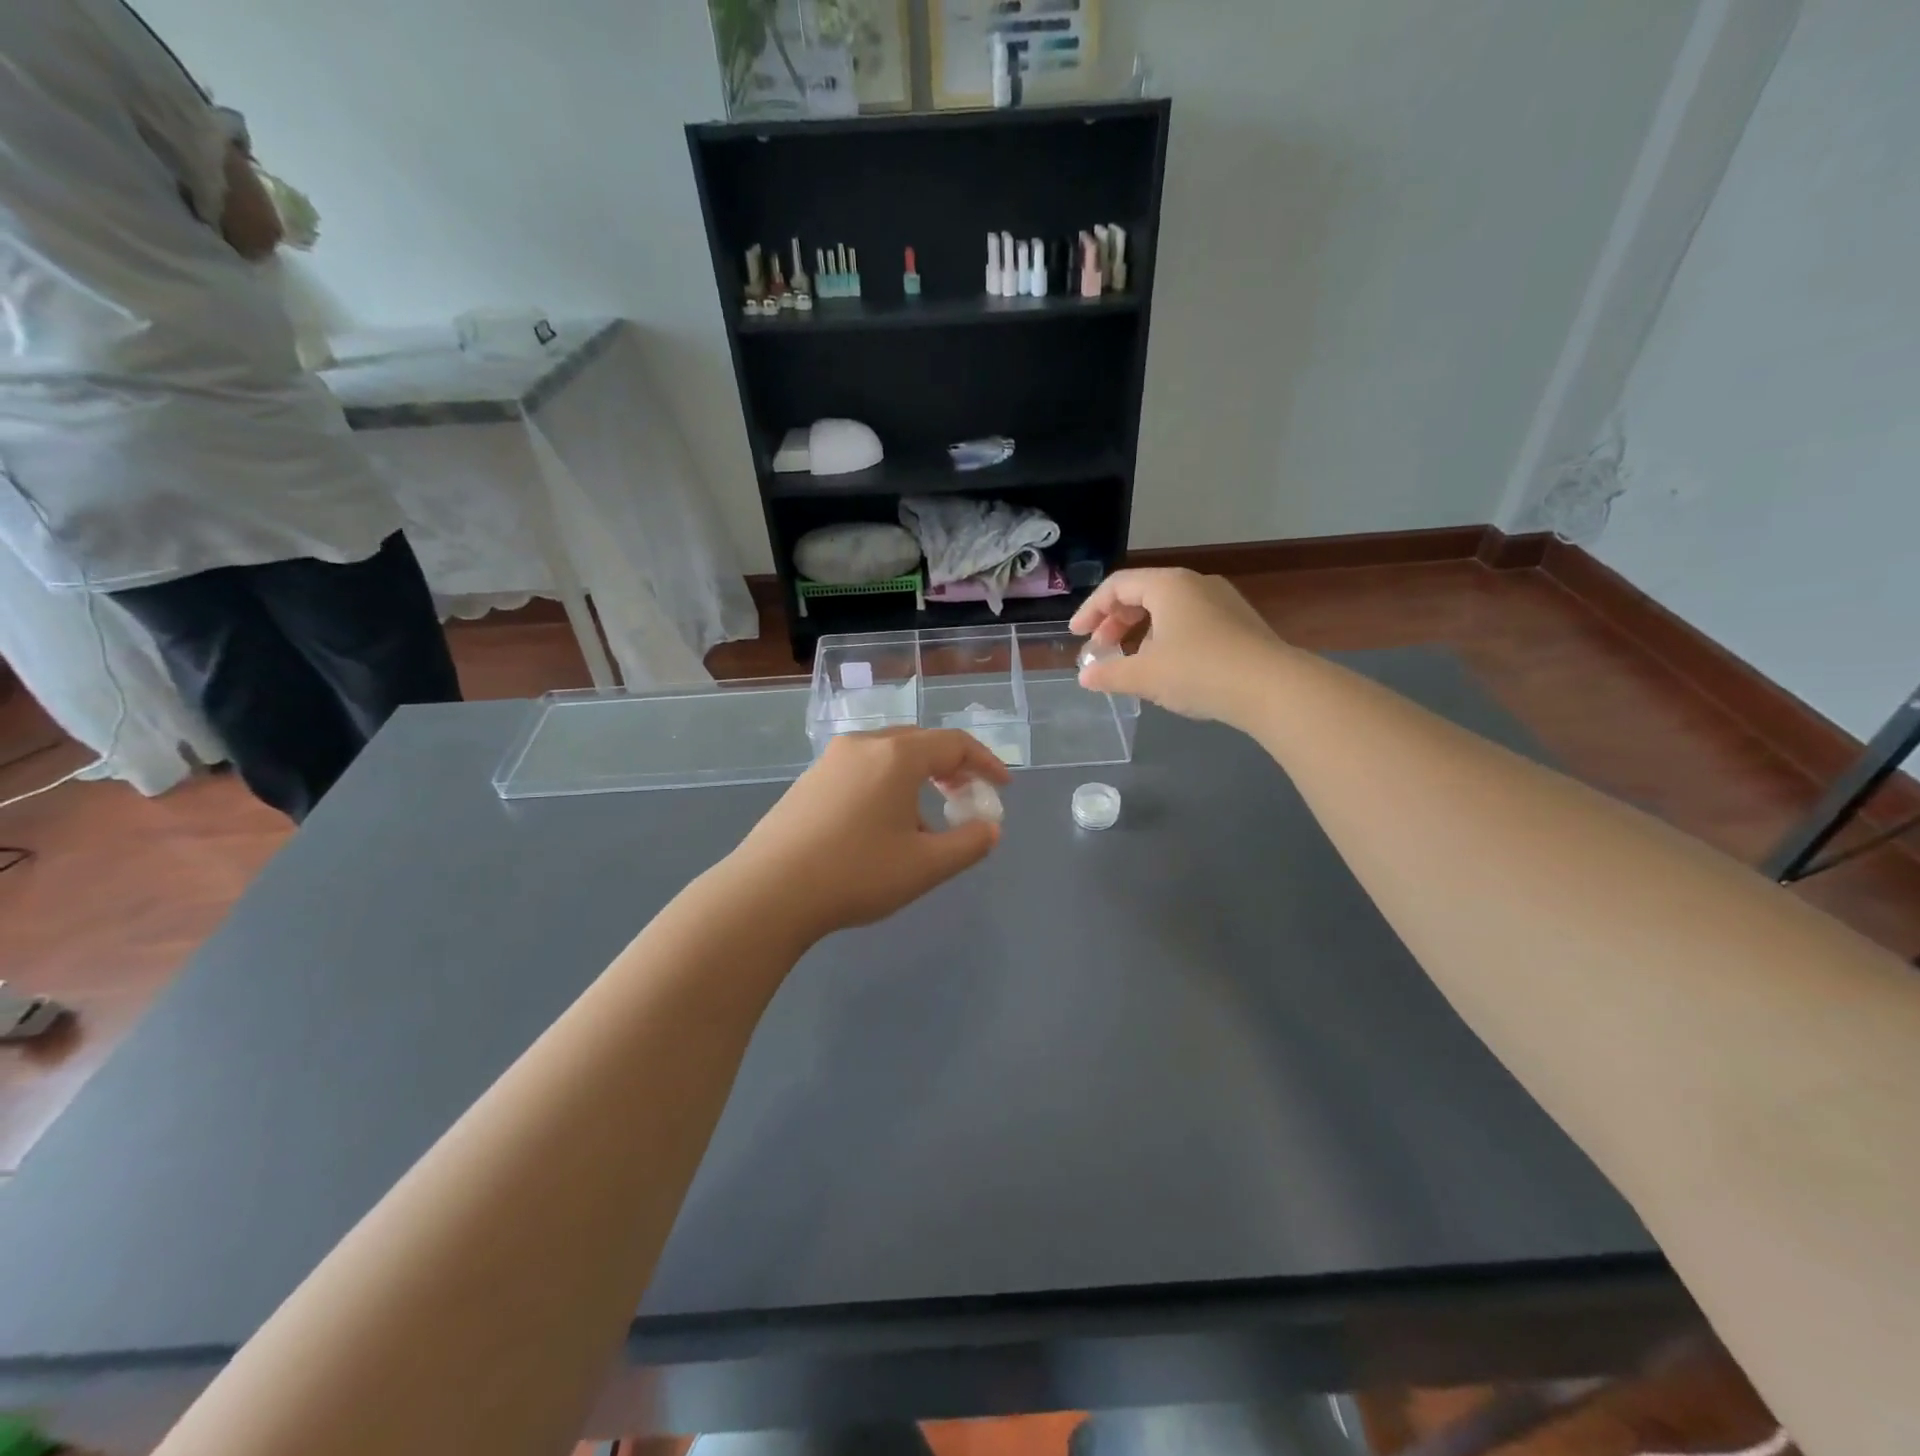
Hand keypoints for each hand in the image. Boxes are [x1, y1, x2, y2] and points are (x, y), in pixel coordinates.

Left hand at [725, 728, 1009, 942]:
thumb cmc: (856, 873)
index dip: (986, 763)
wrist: (768, 892)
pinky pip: (861, 772)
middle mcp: (863, 746)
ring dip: (917, 780)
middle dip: (951, 767)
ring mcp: (830, 761)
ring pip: (888, 758)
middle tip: (966, 796)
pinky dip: (886, 788)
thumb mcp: (925, 866)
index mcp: (896, 755)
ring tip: (924, 826)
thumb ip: (968, 845)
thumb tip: (990, 829)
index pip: (955, 744)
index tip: (1003, 788)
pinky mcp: (808, 782)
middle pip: (920, 744)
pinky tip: (881, 829)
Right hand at [1070, 567, 1289, 727]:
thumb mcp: (1144, 675)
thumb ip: (1109, 673)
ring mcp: (1222, 602)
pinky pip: (1191, 622)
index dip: (1091, 611)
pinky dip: (1167, 639)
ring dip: (1142, 633)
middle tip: (1100, 649)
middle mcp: (1195, 584)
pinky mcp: (1239, 624)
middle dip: (1115, 623)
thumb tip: (1085, 677)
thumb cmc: (1198, 671)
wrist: (1271, 687)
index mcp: (1168, 584)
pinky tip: (1168, 668)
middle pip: (1143, 595)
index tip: (1077, 636)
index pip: (1117, 586)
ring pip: (1168, 610)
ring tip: (1132, 662)